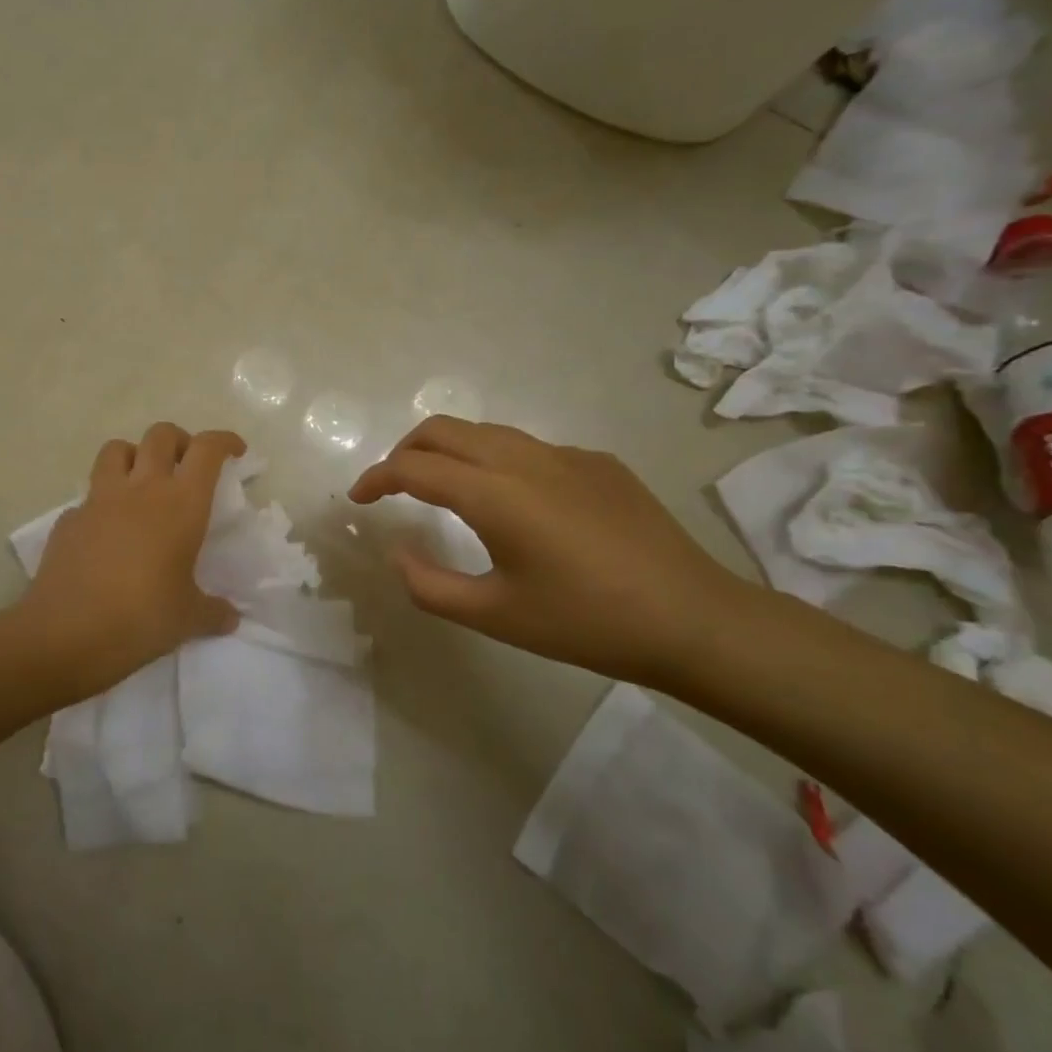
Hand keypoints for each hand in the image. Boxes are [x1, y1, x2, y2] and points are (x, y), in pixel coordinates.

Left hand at [17, 423, 244, 700]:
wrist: (64, 635)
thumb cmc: (140, 619)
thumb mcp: (188, 619)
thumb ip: (214, 611)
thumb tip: (230, 617)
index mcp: (180, 504)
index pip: (207, 450)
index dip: (224, 441)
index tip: (234, 452)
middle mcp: (141, 489)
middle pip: (161, 434)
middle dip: (180, 441)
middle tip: (188, 467)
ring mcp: (99, 499)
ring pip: (117, 449)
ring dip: (135, 455)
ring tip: (144, 483)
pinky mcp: (68, 519)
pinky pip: (89, 495)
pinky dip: (103, 501)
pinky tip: (107, 531)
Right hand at [348, 416, 756, 684]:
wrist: (693, 619)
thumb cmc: (586, 623)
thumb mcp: (495, 616)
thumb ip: (430, 585)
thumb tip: (397, 552)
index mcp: (496, 495)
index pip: (414, 467)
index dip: (376, 478)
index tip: (358, 499)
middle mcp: (525, 459)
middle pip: (444, 429)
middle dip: (405, 450)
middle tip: (392, 487)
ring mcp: (566, 455)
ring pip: (486, 432)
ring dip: (449, 450)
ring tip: (442, 489)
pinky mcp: (597, 462)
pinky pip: (528, 448)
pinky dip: (495, 461)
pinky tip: (513, 504)